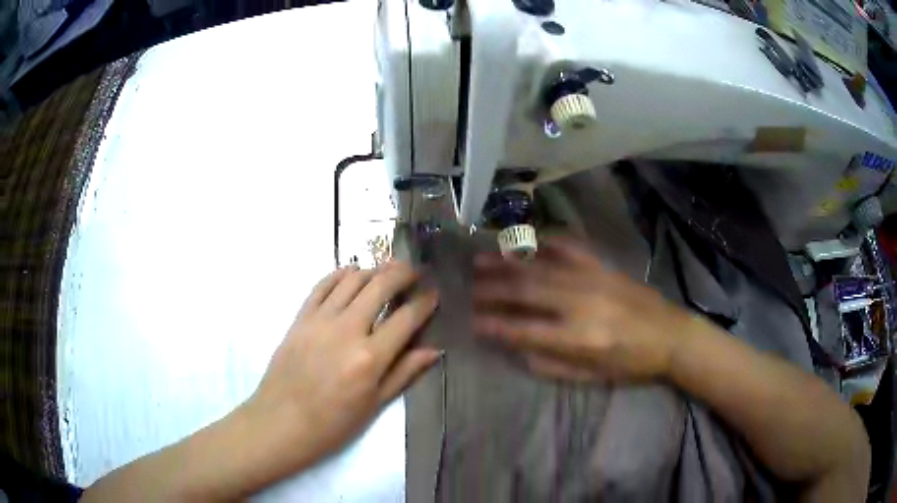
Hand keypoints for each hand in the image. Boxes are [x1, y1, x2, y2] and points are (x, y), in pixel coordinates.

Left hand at [246, 262, 439, 472]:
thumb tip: (433, 350)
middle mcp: (347, 330)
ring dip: (374, 270)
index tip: (434, 294)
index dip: (425, 302)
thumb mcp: (374, 405)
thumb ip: (404, 373)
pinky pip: (322, 285)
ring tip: (387, 271)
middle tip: (415, 271)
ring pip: (352, 279)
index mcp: (370, 358)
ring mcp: (320, 320)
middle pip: (380, 286)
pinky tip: (351, 273)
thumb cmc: (332, 423)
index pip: (406, 318)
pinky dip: (340, 274)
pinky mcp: (300, 318)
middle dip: (403, 273)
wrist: (281, 421)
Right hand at [473, 237, 691, 382]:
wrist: (671, 335)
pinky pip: (570, 247)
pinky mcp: (603, 266)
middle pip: (527, 292)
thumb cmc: (632, 363)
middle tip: (467, 286)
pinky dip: (545, 242)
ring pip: (541, 266)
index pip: (525, 330)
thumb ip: (552, 365)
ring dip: (508, 262)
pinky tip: (527, 240)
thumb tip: (518, 349)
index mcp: (579, 338)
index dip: (495, 326)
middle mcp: (581, 304)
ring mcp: (593, 279)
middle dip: (492, 289)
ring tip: (481, 258)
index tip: (472, 321)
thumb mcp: (592, 377)